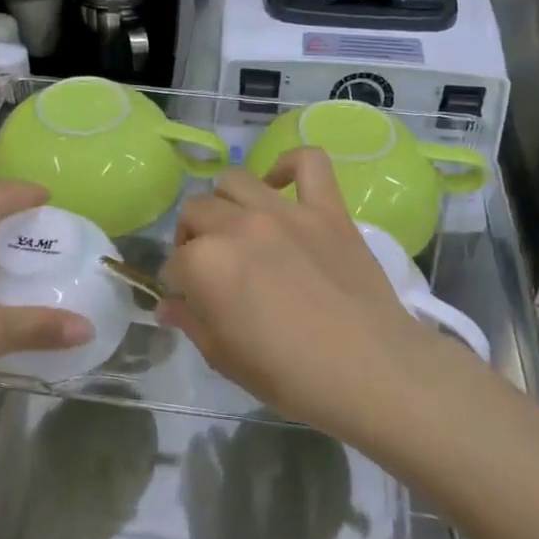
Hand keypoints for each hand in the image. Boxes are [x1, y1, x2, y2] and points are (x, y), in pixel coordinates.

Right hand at [162, 150, 433, 436]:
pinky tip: (280, 184)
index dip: (178, 284)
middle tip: (210, 267)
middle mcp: (238, 226)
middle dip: (192, 239)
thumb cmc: (291, 376)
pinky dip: (290, 165)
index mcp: (207, 264)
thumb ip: (191, 323)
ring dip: (225, 203)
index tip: (191, 301)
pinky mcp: (327, 209)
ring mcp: (285, 211)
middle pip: (196, 212)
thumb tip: (168, 306)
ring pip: (235, 180)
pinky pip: (309, 163)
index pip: (175, 263)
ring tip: (237, 228)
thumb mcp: (225, 359)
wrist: (370, 370)